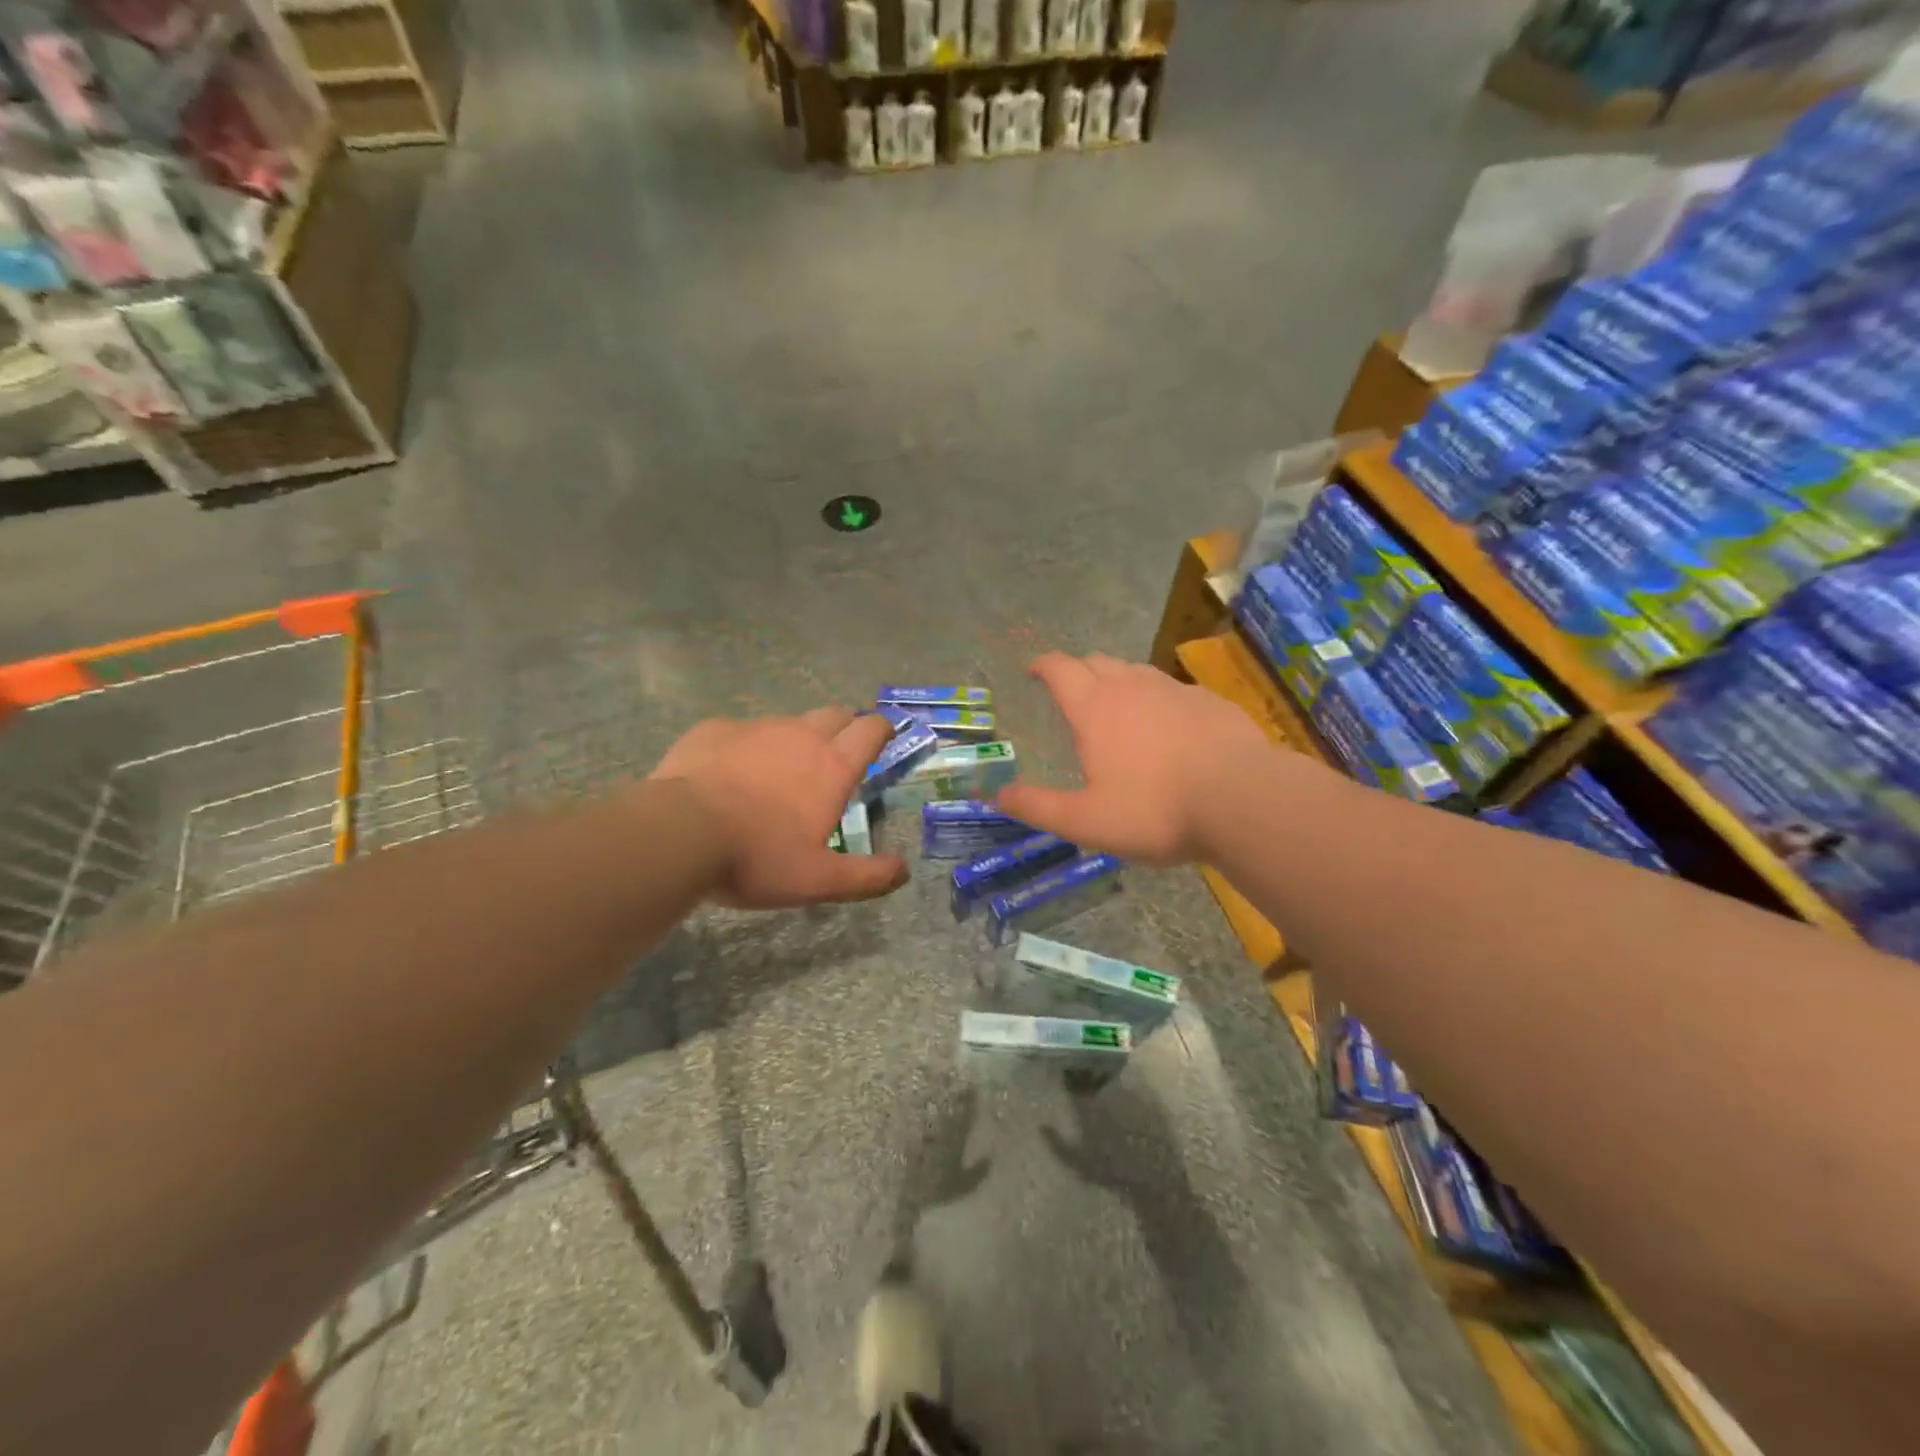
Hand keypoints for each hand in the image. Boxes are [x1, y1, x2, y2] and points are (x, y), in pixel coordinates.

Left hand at [649, 709, 909, 908]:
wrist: (679, 833)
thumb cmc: (757, 858)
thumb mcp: (819, 880)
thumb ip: (867, 876)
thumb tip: (903, 872)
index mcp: (832, 766)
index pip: (871, 729)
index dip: (882, 729)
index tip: (882, 737)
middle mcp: (800, 735)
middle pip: (834, 714)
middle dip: (843, 728)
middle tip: (835, 757)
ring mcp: (755, 728)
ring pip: (786, 723)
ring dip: (793, 740)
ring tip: (777, 774)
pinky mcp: (714, 730)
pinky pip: (739, 732)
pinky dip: (744, 747)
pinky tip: (727, 774)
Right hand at [997, 652, 1270, 865]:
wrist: (1242, 799)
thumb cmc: (1154, 810)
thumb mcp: (1085, 821)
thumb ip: (1038, 807)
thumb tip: (998, 795)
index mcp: (1094, 708)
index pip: (1059, 669)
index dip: (1042, 665)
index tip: (1033, 671)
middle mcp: (1130, 687)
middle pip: (1096, 662)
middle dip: (1078, 671)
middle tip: (1073, 694)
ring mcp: (1174, 689)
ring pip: (1136, 672)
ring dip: (1119, 682)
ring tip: (1119, 711)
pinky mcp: (1210, 701)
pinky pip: (1174, 691)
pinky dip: (1159, 701)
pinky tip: (1170, 730)